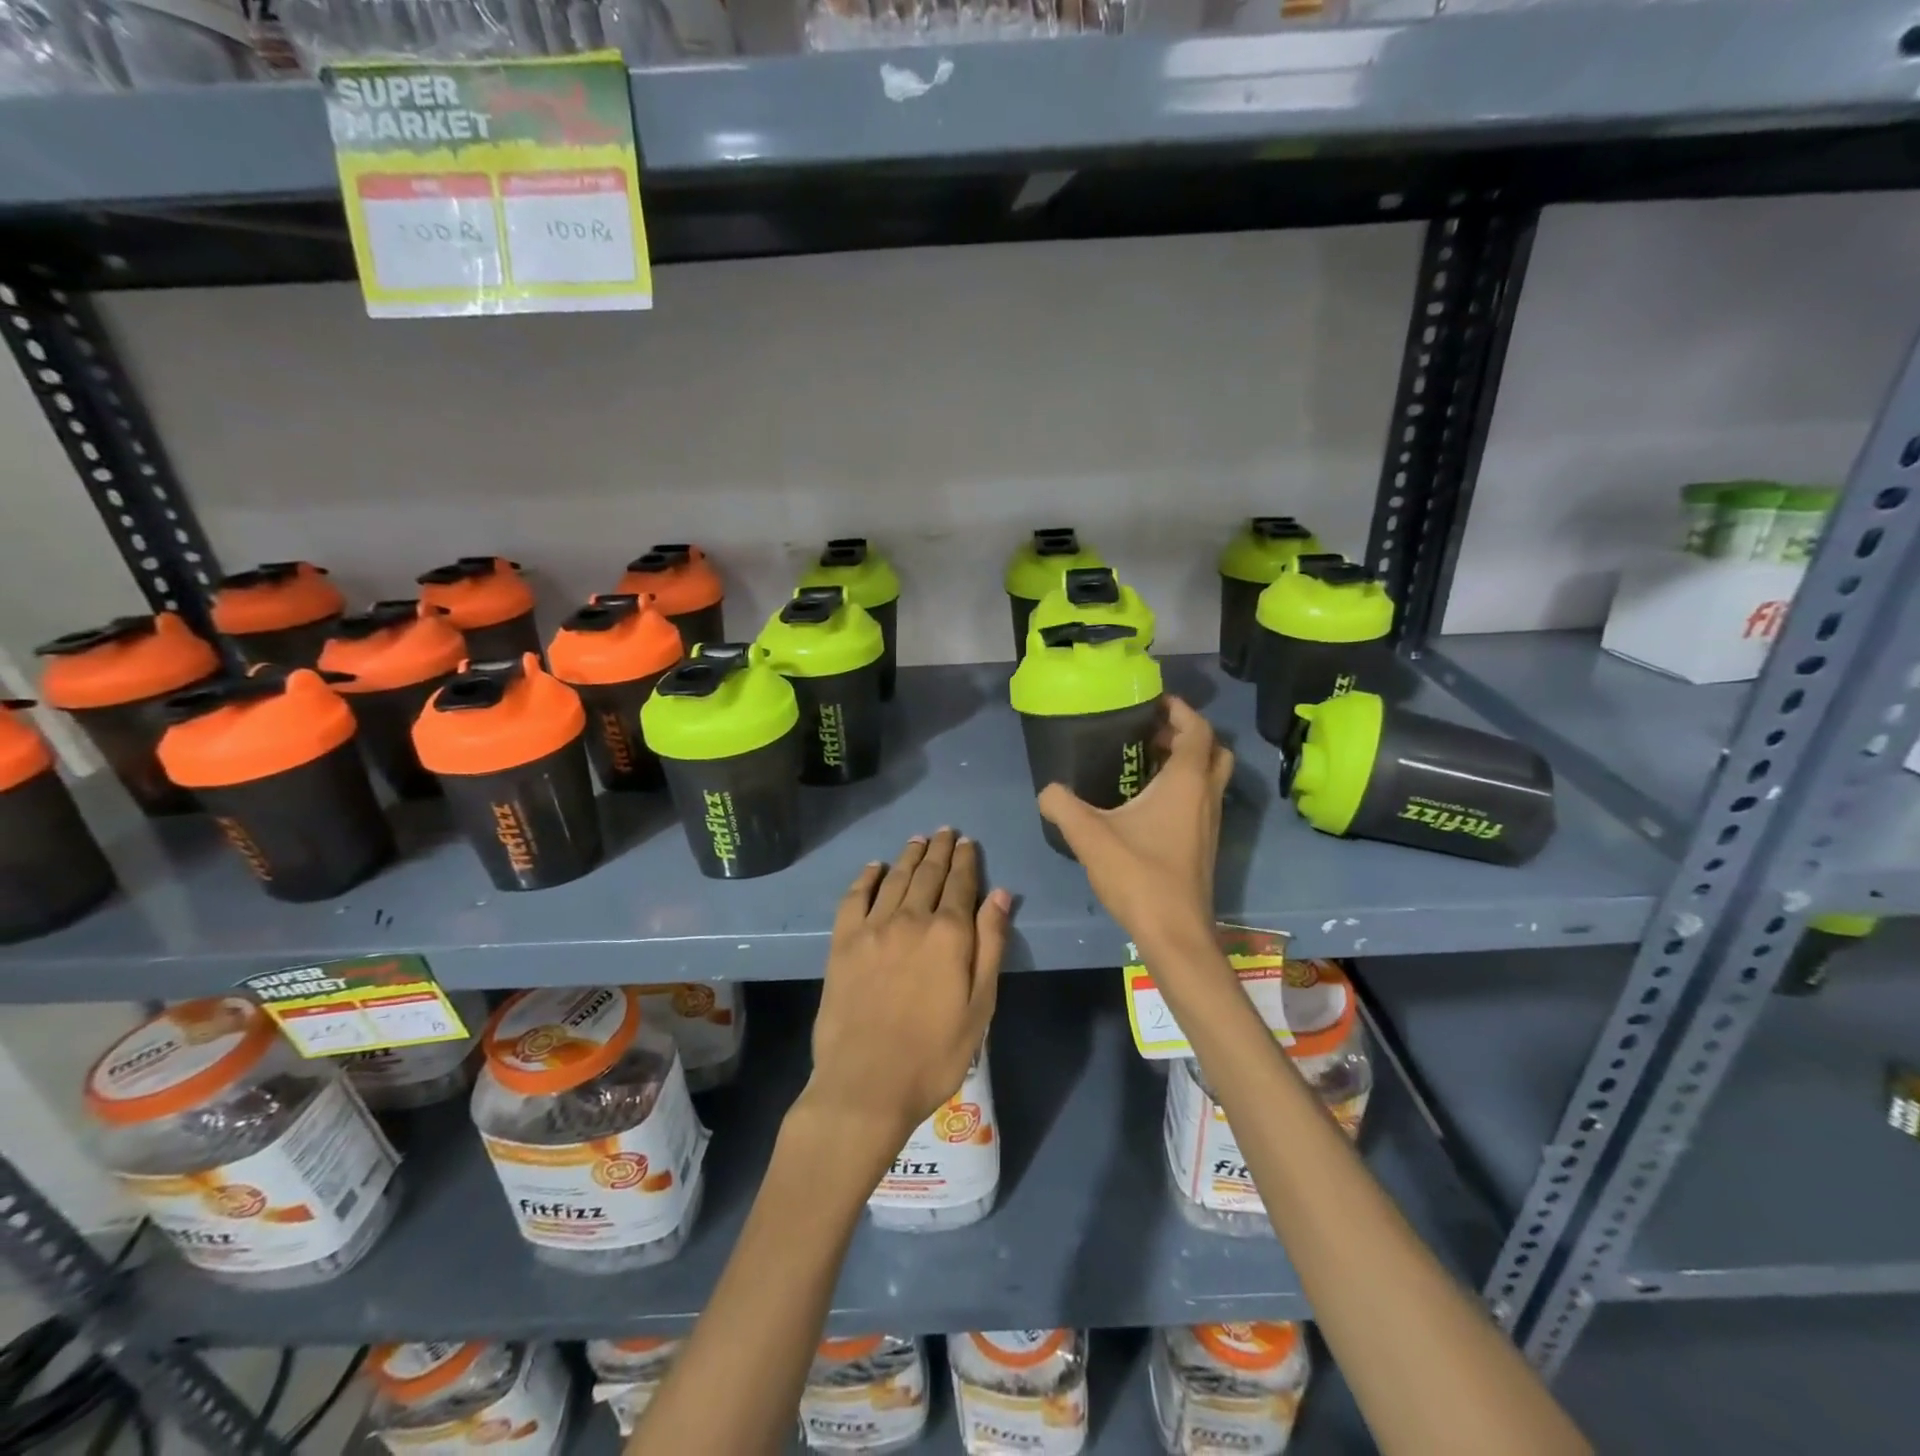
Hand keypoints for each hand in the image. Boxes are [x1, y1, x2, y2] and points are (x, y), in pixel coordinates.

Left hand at [802, 829, 1010, 1161]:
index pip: (962, 884)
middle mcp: (911, 919)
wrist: (865, 1084)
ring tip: (919, 840)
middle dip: (940, 850)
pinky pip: (854, 897)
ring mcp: (872, 928)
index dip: (967, 861)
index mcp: (949, 933)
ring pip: (895, 879)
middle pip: (928, 874)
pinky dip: (866, 877)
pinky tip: (875, 868)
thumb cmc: (934, 1054)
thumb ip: (991, 945)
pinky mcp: (842, 943)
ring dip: (909, 856)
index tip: (968, 842)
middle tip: (945, 831)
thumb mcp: (980, 1006)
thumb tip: (1001, 894)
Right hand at [1038, 697, 1232, 958]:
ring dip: (1185, 761)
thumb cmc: (1139, 875)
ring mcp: (1210, 822)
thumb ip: (1062, 805)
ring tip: (1143, 761)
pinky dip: (1182, 788)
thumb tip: (1047, 790)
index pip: (1197, 729)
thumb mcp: (1089, 835)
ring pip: (1209, 777)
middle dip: (1185, 733)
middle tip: (1149, 732)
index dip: (1179, 709)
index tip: (1151, 701)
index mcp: (1187, 782)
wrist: (1175, 933)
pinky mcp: (1204, 844)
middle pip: (1212, 749)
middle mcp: (1206, 796)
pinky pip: (1200, 799)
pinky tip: (1145, 803)